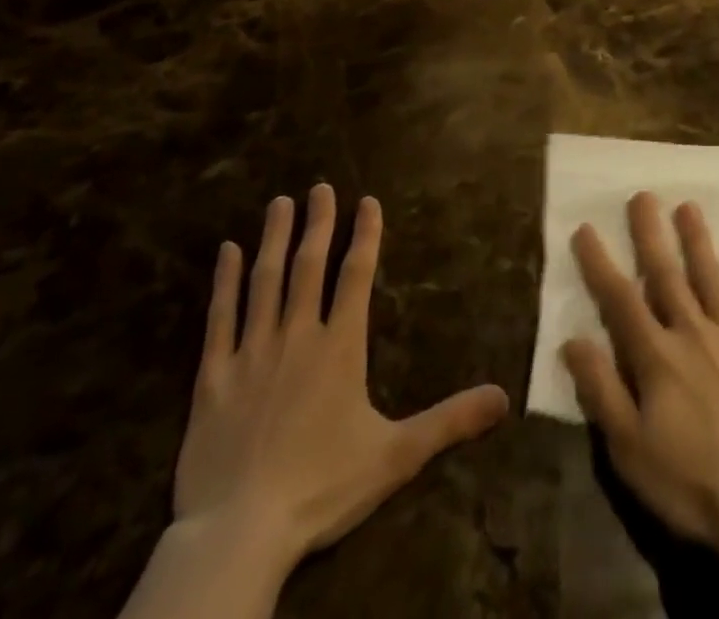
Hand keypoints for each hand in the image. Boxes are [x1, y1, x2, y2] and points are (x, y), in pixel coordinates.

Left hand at [174, 185, 509, 570]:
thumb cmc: (322, 488)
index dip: (365, 235)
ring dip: (274, 239)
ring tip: (280, 203)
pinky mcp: (213, 377)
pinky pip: (220, 318)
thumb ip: (450, 421)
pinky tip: (225, 252)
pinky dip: (223, 282)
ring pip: (265, 281)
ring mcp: (252, 352)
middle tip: (320, 187)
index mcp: (340, 347)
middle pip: (310, 266)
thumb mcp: (396, 456)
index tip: (367, 200)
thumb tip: (505, 397)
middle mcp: (297, 336)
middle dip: (318, 223)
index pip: (356, 276)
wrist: (240, 532)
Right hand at [562, 193, 718, 554]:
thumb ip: (601, 389)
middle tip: (643, 195)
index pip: (620, 298)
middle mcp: (694, 332)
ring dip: (698, 240)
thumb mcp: (629, 449)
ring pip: (712, 277)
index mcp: (657, 356)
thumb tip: (572, 339)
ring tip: (689, 206)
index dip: (600, 262)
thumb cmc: (690, 483)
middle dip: (651, 234)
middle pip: (667, 274)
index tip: (586, 228)